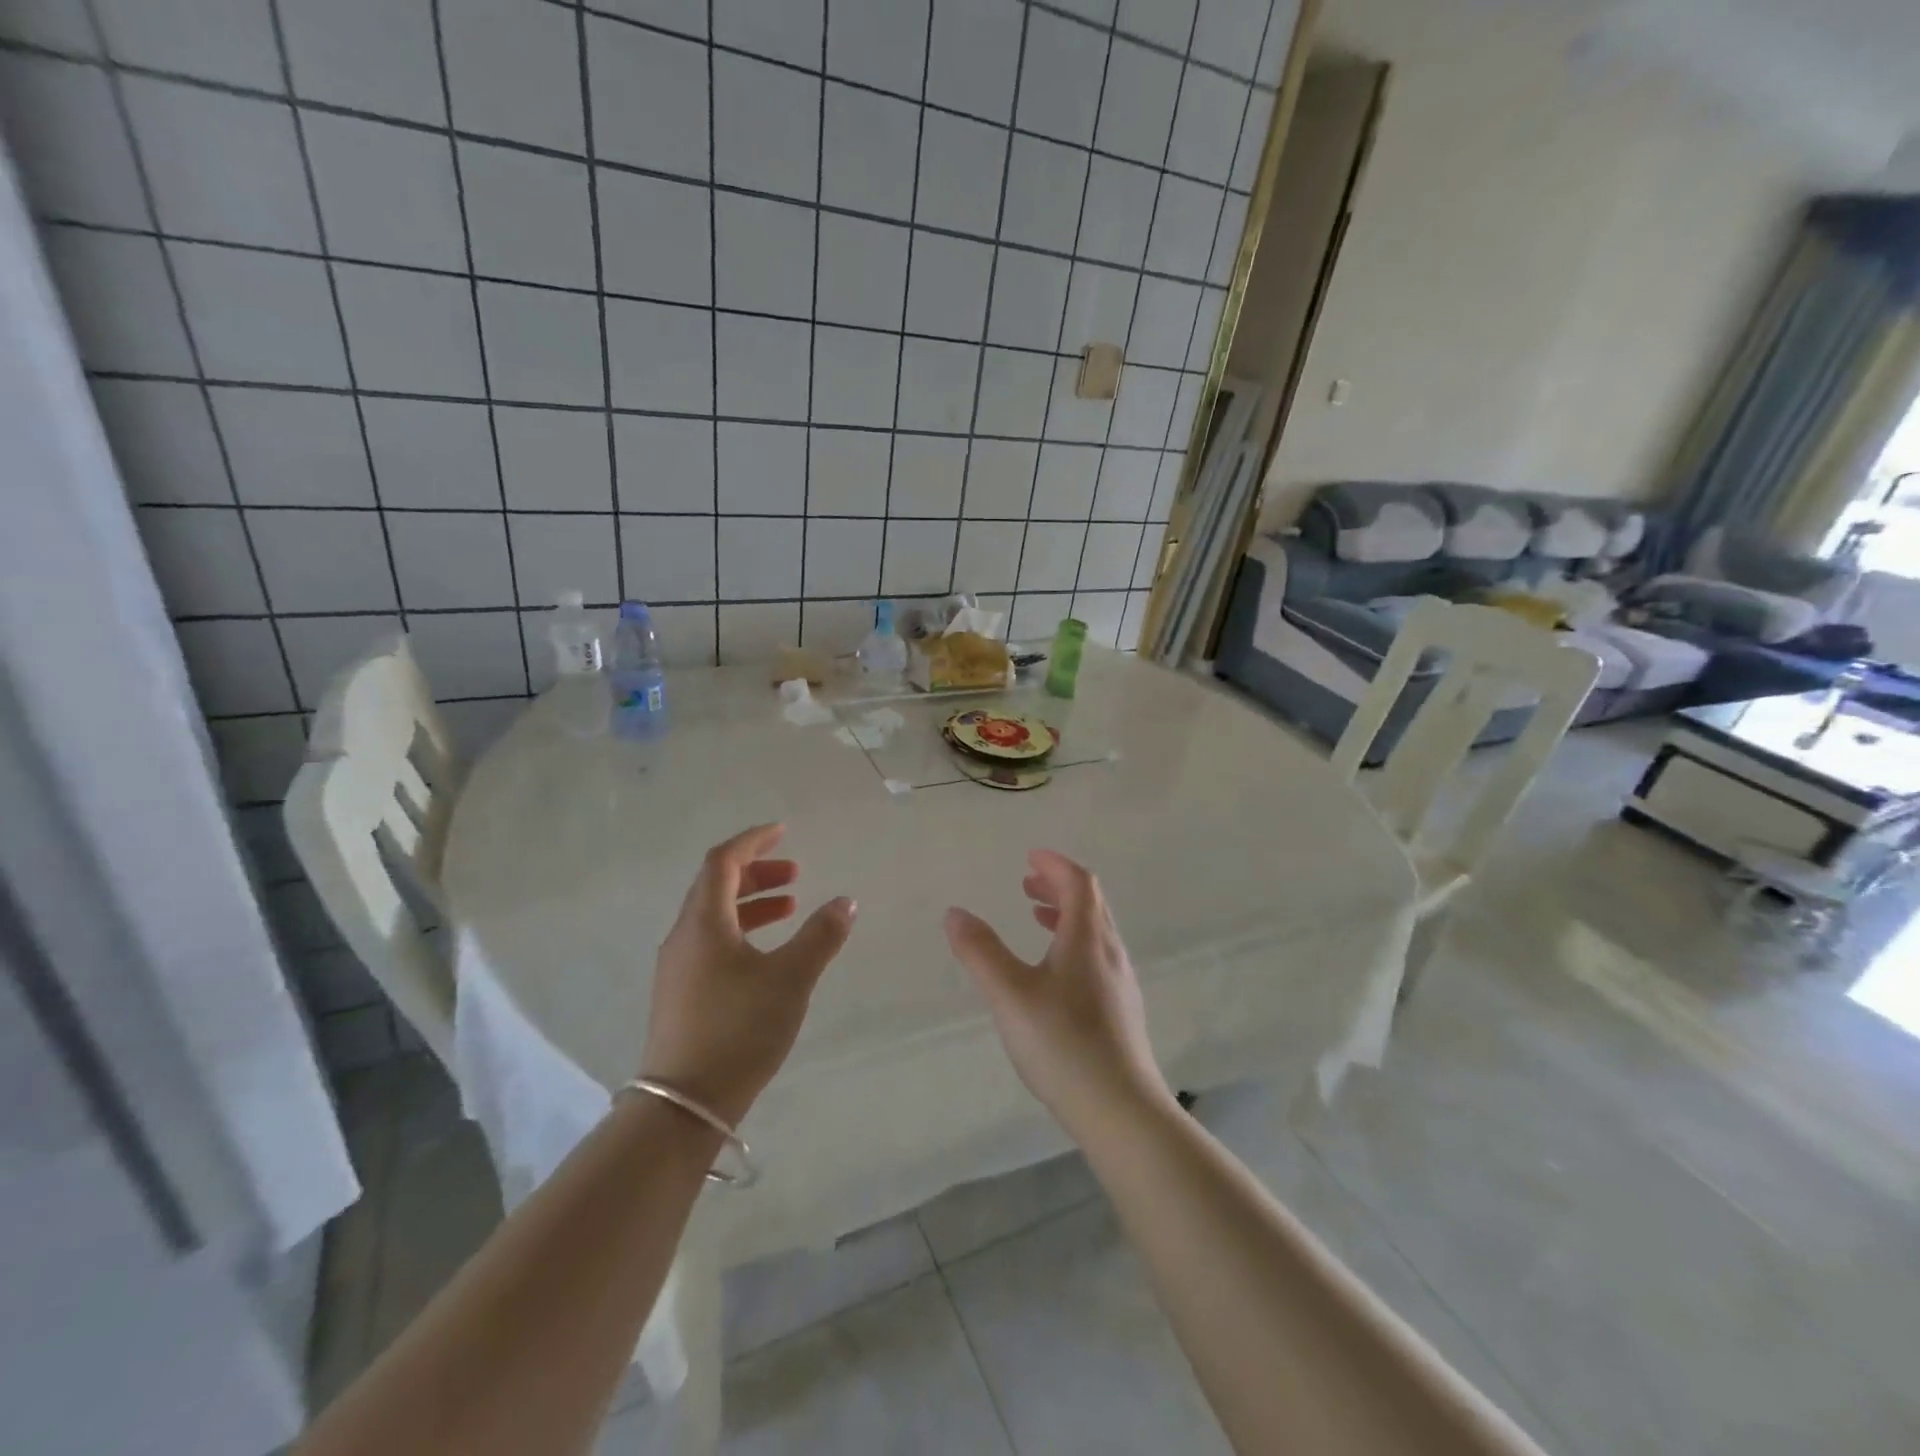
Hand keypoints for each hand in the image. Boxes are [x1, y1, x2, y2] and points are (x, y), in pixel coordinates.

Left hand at [641, 824, 855, 1126]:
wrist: (683, 1106)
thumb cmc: (739, 1030)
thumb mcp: (791, 979)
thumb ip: (820, 936)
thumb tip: (846, 901)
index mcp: (704, 923)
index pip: (722, 862)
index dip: (753, 842)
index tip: (783, 832)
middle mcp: (684, 937)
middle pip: (715, 886)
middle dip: (756, 872)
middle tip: (796, 875)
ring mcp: (678, 967)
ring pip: (714, 916)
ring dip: (751, 903)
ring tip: (790, 908)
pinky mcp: (681, 994)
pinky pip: (712, 942)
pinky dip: (742, 930)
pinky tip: (767, 954)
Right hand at [945, 851, 1170, 1137]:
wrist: (1122, 1110)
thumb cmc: (1063, 1044)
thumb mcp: (1010, 995)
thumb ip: (980, 952)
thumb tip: (955, 913)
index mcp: (1087, 939)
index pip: (1079, 883)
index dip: (1055, 865)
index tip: (1030, 857)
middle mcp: (1109, 953)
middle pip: (1090, 903)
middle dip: (1058, 886)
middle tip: (1027, 884)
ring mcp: (1120, 984)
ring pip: (1095, 932)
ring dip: (1066, 915)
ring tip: (1037, 919)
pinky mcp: (1121, 1012)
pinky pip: (1097, 957)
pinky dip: (1073, 944)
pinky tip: (1055, 974)